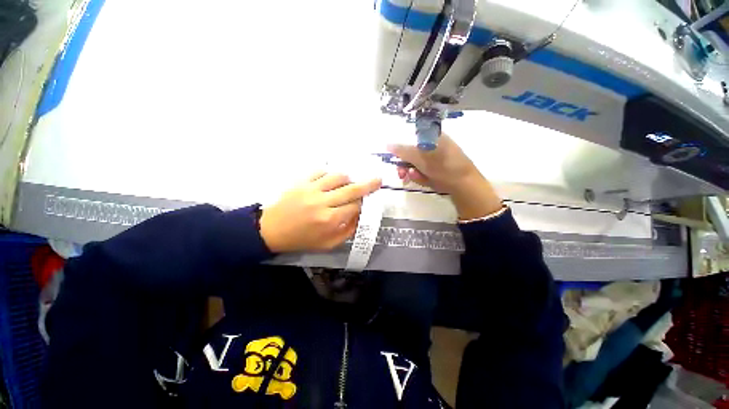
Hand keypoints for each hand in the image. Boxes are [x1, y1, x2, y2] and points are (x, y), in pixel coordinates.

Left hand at [260, 172, 381, 252]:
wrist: (271, 230)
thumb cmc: (301, 239)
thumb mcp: (327, 244)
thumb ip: (347, 231)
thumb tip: (359, 217)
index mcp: (329, 220)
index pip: (355, 207)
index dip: (363, 205)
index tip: (365, 204)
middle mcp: (323, 202)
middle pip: (351, 190)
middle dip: (368, 185)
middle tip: (378, 179)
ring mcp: (311, 189)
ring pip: (338, 177)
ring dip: (348, 179)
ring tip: (348, 183)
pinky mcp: (301, 181)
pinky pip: (320, 171)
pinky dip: (329, 174)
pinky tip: (330, 180)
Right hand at [387, 133, 502, 219]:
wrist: (465, 186)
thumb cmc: (443, 167)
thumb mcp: (421, 159)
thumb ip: (403, 151)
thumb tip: (387, 145)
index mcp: (432, 136)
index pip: (410, 138)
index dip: (401, 150)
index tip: (396, 161)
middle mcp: (433, 145)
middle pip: (412, 152)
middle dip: (405, 165)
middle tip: (401, 175)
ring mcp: (437, 158)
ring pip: (416, 164)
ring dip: (413, 172)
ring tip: (418, 178)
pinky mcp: (438, 169)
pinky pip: (424, 171)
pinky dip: (422, 177)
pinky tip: (426, 181)